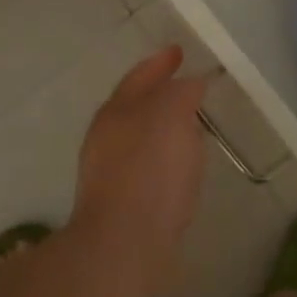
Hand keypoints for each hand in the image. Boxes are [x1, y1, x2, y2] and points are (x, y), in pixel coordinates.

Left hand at [73, 45, 209, 292]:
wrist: (124, 245)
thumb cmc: (149, 171)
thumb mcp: (170, 117)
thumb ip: (181, 93)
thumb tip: (189, 84)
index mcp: (117, 111)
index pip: (140, 76)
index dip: (160, 62)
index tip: (179, 51)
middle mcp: (106, 137)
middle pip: (135, 106)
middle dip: (158, 94)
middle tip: (187, 87)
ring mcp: (109, 172)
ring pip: (139, 137)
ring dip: (162, 127)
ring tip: (190, 127)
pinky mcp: (120, 203)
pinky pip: (146, 166)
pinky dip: (163, 157)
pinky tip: (180, 168)